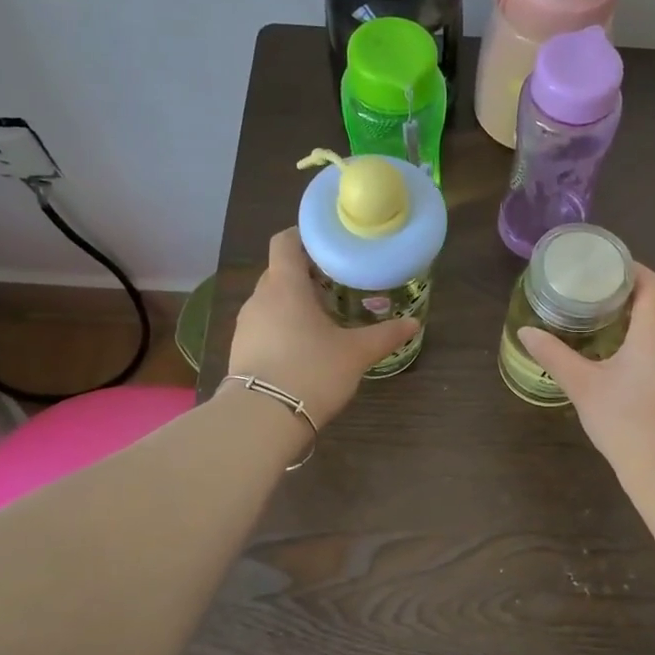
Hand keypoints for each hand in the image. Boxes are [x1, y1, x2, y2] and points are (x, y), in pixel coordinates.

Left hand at [225, 228, 418, 428]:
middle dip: (305, 273)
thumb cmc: (311, 372)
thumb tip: (413, 324)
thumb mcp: (355, 353)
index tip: (328, 244)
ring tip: (322, 316)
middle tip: (336, 283)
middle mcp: (260, 298)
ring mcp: (246, 325)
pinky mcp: (240, 350)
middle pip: (279, 271)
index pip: (284, 242)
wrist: (262, 419)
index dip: (304, 236)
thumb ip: (384, 335)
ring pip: (271, 300)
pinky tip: (303, 346)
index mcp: (285, 286)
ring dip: (293, 302)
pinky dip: (282, 326)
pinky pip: (264, 325)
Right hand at [517, 265, 654, 482]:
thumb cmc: (625, 422)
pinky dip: (647, 334)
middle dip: (630, 289)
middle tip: (594, 288)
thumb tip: (526, 332)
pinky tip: (621, 349)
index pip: (651, 284)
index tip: (601, 266)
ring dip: (640, 313)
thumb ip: (554, 355)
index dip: (629, 270)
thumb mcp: (583, 386)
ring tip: (603, 314)